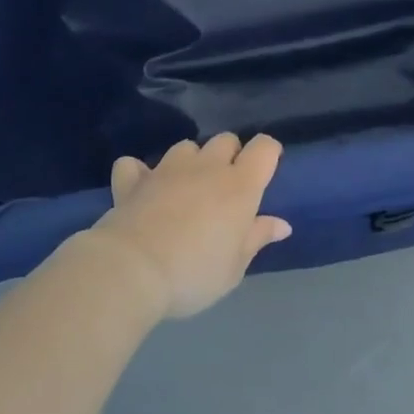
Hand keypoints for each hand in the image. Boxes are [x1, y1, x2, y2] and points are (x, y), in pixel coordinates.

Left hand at [87, 132, 291, 319]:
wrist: (132, 271)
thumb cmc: (194, 274)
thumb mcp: (234, 268)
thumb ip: (256, 239)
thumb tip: (281, 224)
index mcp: (239, 186)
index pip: (264, 148)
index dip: (269, 152)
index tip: (267, 169)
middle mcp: (206, 167)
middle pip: (225, 140)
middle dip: (230, 155)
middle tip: (226, 187)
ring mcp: (166, 169)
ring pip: (186, 147)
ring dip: (190, 161)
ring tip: (186, 187)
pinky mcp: (133, 180)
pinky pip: (135, 165)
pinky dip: (139, 173)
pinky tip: (141, 188)